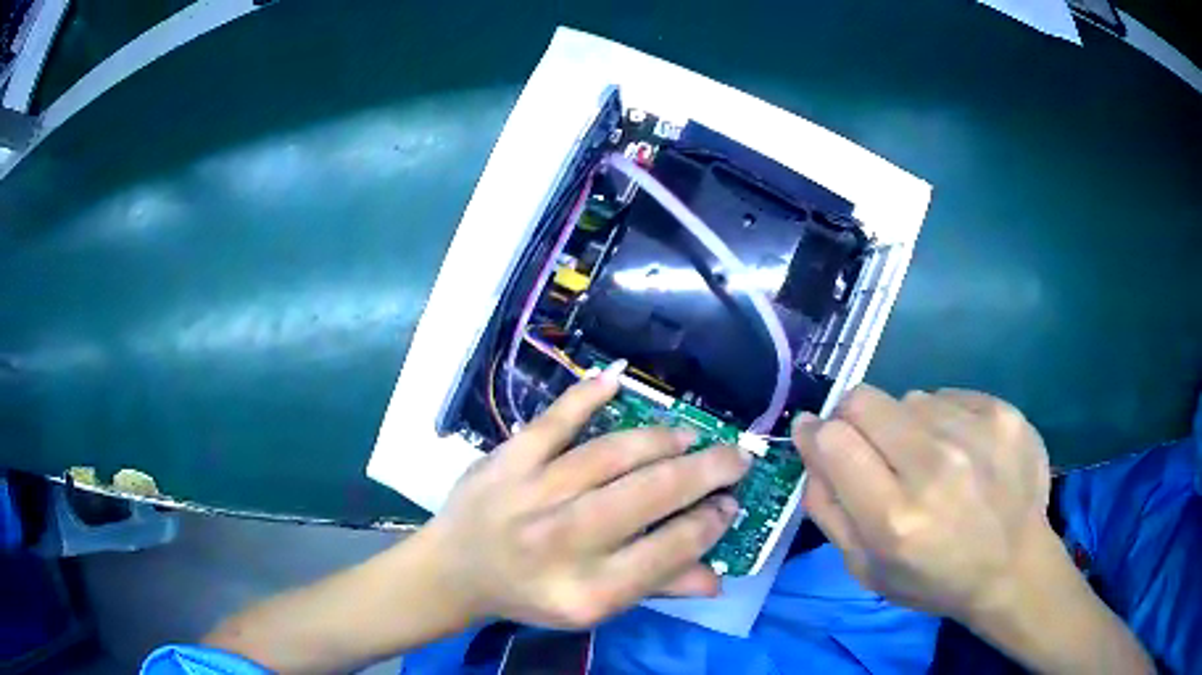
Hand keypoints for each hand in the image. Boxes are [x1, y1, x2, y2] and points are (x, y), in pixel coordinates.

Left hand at [423, 362, 750, 628]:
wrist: (453, 571)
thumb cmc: (529, 595)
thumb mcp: (593, 610)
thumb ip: (655, 589)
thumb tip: (718, 576)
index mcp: (587, 590)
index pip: (668, 551)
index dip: (709, 524)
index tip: (729, 505)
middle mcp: (563, 541)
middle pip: (649, 495)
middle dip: (705, 472)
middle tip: (735, 457)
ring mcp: (532, 493)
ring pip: (611, 455)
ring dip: (660, 440)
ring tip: (689, 438)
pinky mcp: (507, 460)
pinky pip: (553, 422)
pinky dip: (585, 397)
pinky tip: (616, 381)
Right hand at [794, 385, 1053, 622]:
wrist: (1014, 566)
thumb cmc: (934, 578)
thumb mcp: (865, 569)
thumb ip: (828, 508)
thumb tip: (811, 443)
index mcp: (894, 518)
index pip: (833, 439)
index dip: (818, 435)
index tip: (820, 439)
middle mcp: (934, 467)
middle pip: (863, 400)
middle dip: (855, 420)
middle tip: (875, 450)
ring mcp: (974, 432)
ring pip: (908, 396)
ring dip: (906, 424)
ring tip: (930, 461)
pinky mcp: (1002, 412)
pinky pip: (948, 395)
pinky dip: (943, 419)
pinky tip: (962, 452)